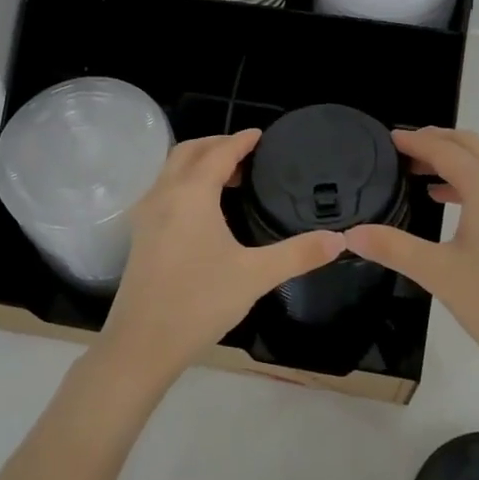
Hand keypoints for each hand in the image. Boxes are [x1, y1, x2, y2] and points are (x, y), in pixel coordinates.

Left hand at [95, 130, 345, 387]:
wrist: (142, 344)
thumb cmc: (200, 302)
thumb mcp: (255, 276)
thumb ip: (298, 254)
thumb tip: (339, 240)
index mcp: (190, 194)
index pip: (218, 152)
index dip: (241, 141)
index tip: (261, 135)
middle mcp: (163, 195)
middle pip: (188, 152)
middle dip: (217, 145)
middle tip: (247, 154)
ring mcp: (146, 215)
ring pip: (171, 171)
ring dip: (199, 163)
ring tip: (231, 178)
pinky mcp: (140, 235)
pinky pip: (164, 191)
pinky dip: (186, 183)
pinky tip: (205, 209)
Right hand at [345, 127, 478, 380]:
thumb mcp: (438, 273)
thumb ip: (393, 247)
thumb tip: (350, 234)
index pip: (446, 150)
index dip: (415, 141)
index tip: (387, 138)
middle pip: (470, 146)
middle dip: (436, 141)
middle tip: (400, 149)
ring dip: (453, 159)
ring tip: (416, 170)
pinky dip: (468, 180)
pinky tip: (444, 199)